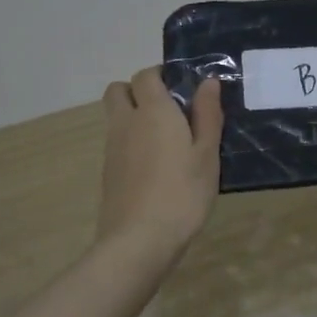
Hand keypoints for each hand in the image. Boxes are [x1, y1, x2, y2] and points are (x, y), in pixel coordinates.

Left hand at [96, 68, 223, 258]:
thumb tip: (208, 82)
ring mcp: (112, 148)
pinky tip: (156, 166)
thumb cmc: (182, 193)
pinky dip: (131, 142)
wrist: (138, 241)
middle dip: (139, 91)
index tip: (183, 88)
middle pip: (119, 90)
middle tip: (168, 109)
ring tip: (167, 140)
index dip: (162, 75)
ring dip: (134, 116)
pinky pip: (116, 142)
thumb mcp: (207, 154)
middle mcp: (126, 122)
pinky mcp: (108, 172)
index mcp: (153, 111)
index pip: (146, 75)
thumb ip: (208, 115)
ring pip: (116, 117)